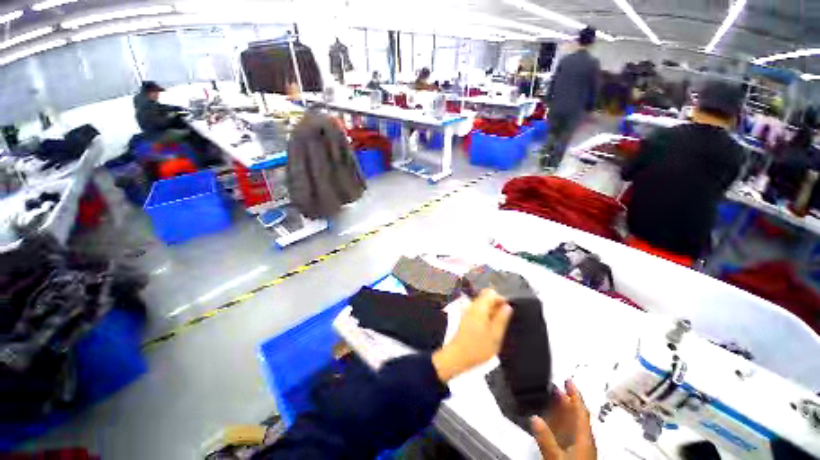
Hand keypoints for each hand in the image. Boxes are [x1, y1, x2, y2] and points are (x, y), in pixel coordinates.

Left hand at [432, 289, 511, 382]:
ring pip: (482, 305)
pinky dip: (485, 316)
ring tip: (498, 327)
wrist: (457, 357)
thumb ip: (501, 319)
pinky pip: (478, 311)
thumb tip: (508, 306)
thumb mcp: (495, 336)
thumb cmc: (477, 348)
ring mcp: (467, 311)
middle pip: (486, 297)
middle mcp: (472, 306)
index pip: (491, 293)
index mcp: (479, 307)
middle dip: (496, 306)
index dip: (501, 299)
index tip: (508, 311)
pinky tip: (489, 329)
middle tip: (504, 321)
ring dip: (491, 312)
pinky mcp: (465, 318)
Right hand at [532, 380, 595, 459]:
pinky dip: (559, 424)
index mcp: (584, 439)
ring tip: (552, 398)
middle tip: (555, 387)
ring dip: (562, 411)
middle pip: (576, 416)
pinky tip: (550, 421)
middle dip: (566, 400)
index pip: (581, 411)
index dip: (575, 395)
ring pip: (571, 424)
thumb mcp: (557, 459)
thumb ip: (546, 440)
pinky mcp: (573, 454)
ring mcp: (579, 448)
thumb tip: (534, 418)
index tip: (568, 380)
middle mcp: (583, 440)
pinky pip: (567, 433)